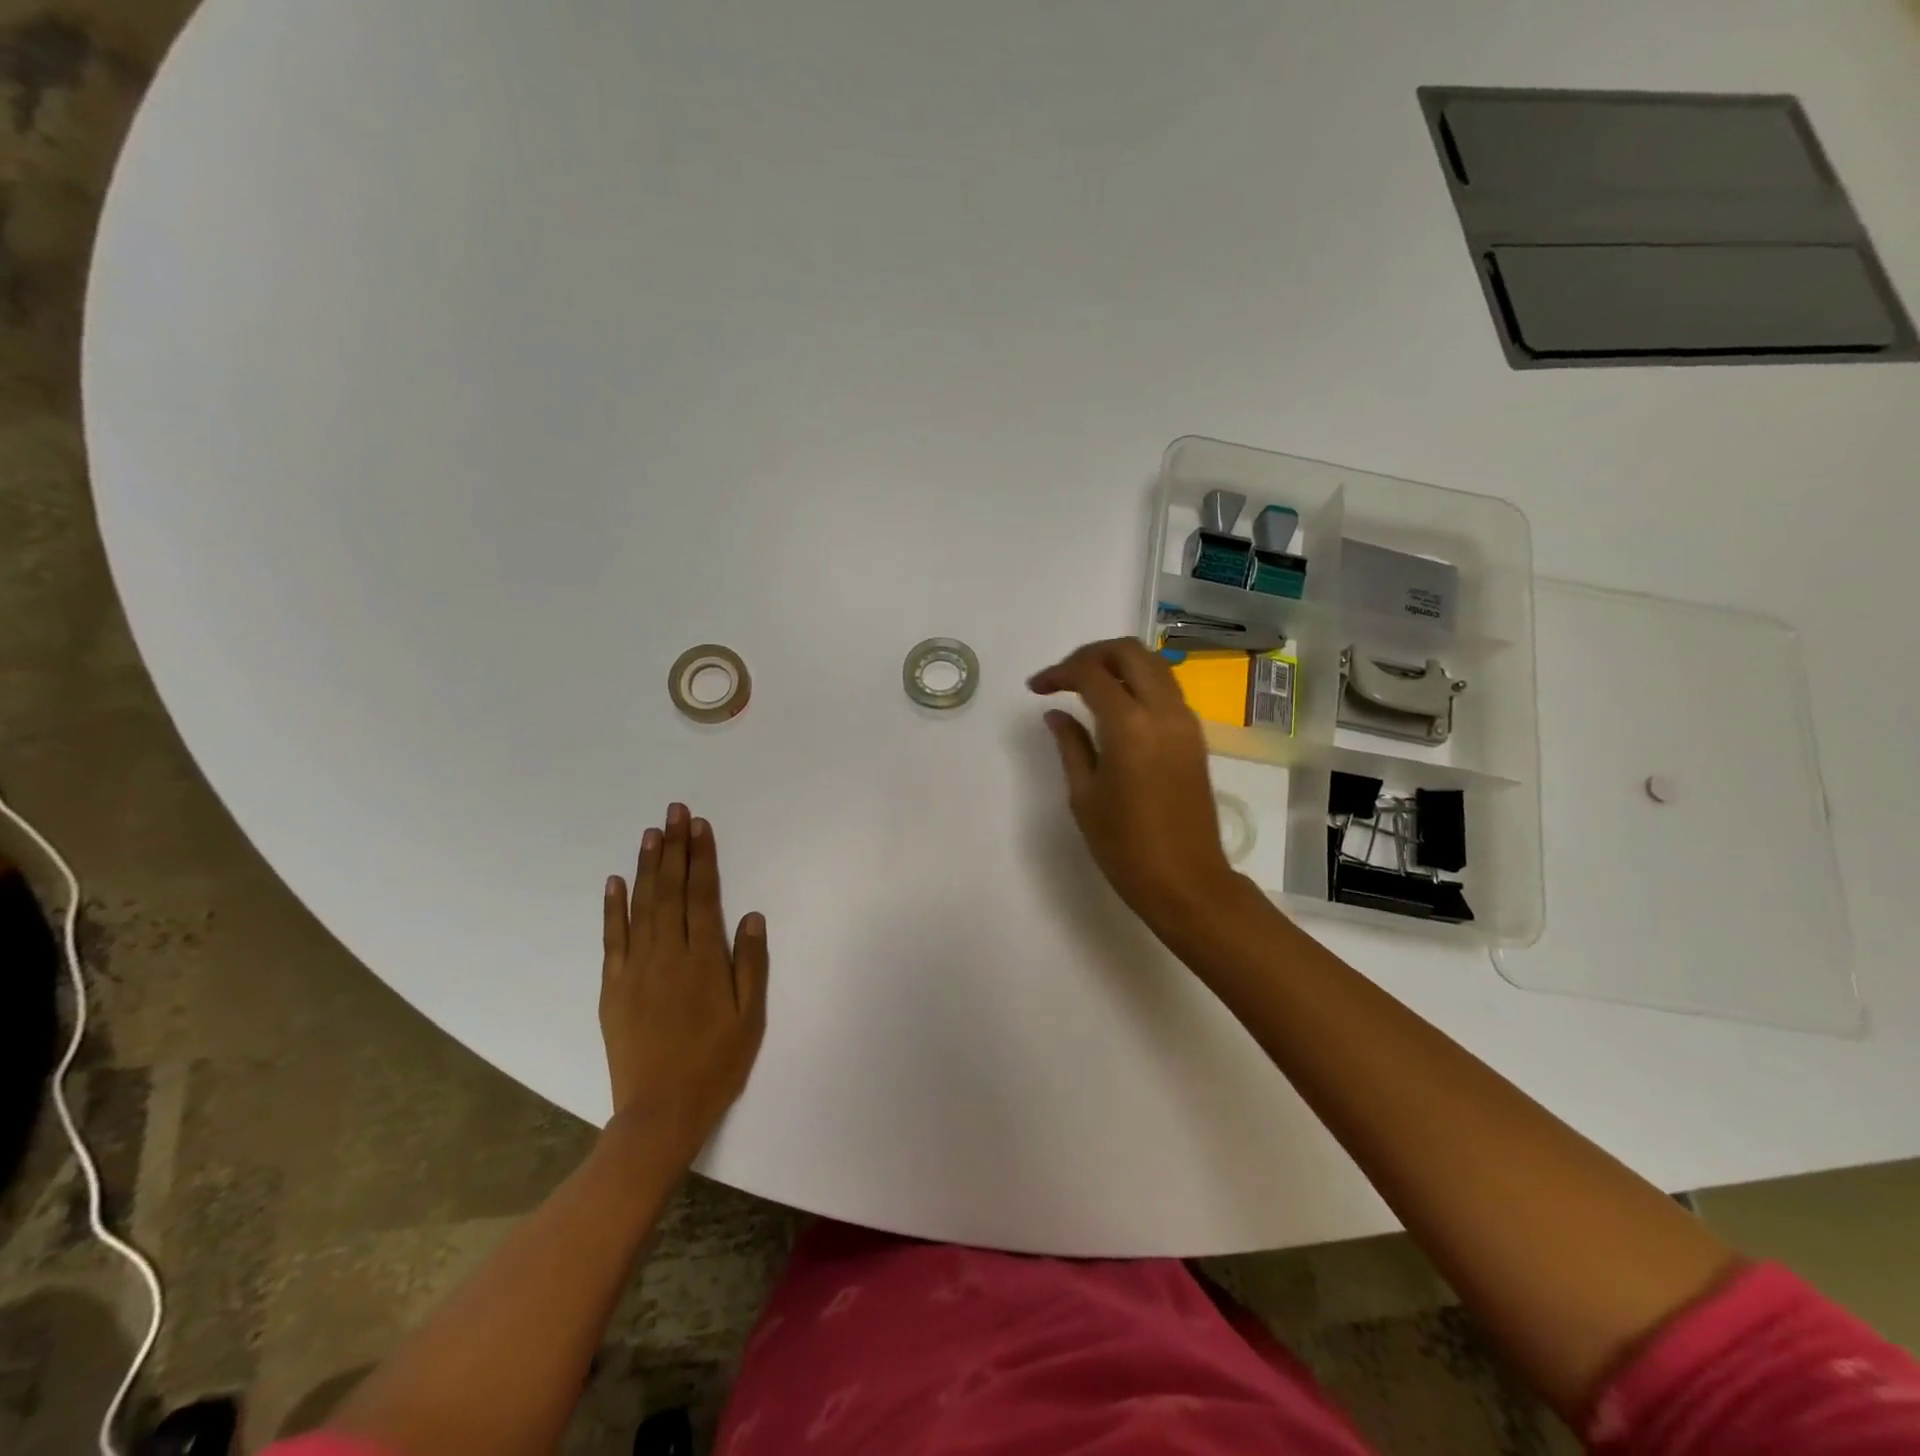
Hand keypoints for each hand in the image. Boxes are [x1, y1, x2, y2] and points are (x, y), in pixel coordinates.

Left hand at [601, 804, 767, 1162]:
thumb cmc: (715, 1063)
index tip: (700, 826)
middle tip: (675, 811)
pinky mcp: (613, 987)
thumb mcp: (750, 1017)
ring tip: (651, 833)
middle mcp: (668, 954)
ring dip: (646, 867)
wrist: (660, 1112)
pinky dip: (612, 907)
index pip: (702, 895)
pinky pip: (612, 938)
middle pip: (671, 890)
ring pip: (641, 906)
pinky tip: (614, 881)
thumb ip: (751, 964)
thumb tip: (752, 916)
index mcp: (704, 959)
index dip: (702, 858)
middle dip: (674, 848)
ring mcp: (636, 968)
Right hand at [1029, 638, 1256, 946]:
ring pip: (1153, 665)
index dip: (1059, 672)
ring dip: (1117, 664)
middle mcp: (1163, 711)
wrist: (1186, 881)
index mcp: (1130, 726)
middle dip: (1091, 654)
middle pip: (1129, 651)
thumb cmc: (1125, 846)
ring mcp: (1185, 721)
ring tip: (1086, 687)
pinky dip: (1138, 683)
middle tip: (1063, 676)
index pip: (1091, 673)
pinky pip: (1166, 689)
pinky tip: (1115, 708)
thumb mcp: (1084, 795)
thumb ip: (1070, 744)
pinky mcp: (1194, 736)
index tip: (1036, 688)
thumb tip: (1056, 713)